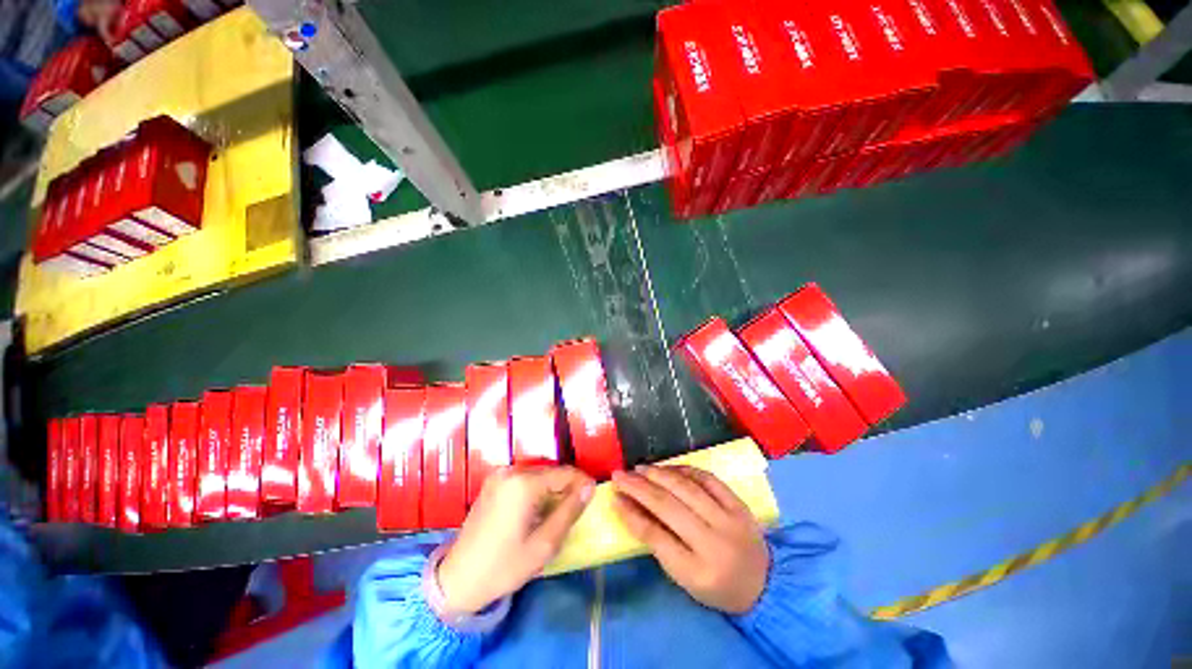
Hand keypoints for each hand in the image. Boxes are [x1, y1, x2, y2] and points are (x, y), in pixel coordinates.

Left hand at [437, 466, 594, 613]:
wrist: (457, 579)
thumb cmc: (504, 566)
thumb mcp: (544, 544)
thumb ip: (569, 511)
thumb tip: (589, 488)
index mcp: (523, 483)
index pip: (564, 473)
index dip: (582, 483)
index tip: (594, 496)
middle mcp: (511, 471)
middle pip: (550, 472)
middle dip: (567, 487)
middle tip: (576, 509)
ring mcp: (499, 475)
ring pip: (538, 475)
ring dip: (551, 489)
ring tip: (559, 511)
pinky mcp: (493, 482)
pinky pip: (524, 479)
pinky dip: (536, 490)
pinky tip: (537, 510)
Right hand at [612, 465, 768, 613]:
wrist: (765, 584)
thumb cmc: (717, 586)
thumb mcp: (684, 577)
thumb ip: (658, 543)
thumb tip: (631, 508)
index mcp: (697, 571)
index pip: (656, 536)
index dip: (631, 514)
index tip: (614, 497)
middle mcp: (713, 542)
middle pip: (669, 506)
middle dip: (639, 487)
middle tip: (620, 475)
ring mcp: (729, 519)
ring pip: (687, 488)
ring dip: (659, 474)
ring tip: (640, 468)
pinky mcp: (739, 504)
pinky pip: (708, 479)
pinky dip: (685, 470)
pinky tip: (669, 468)